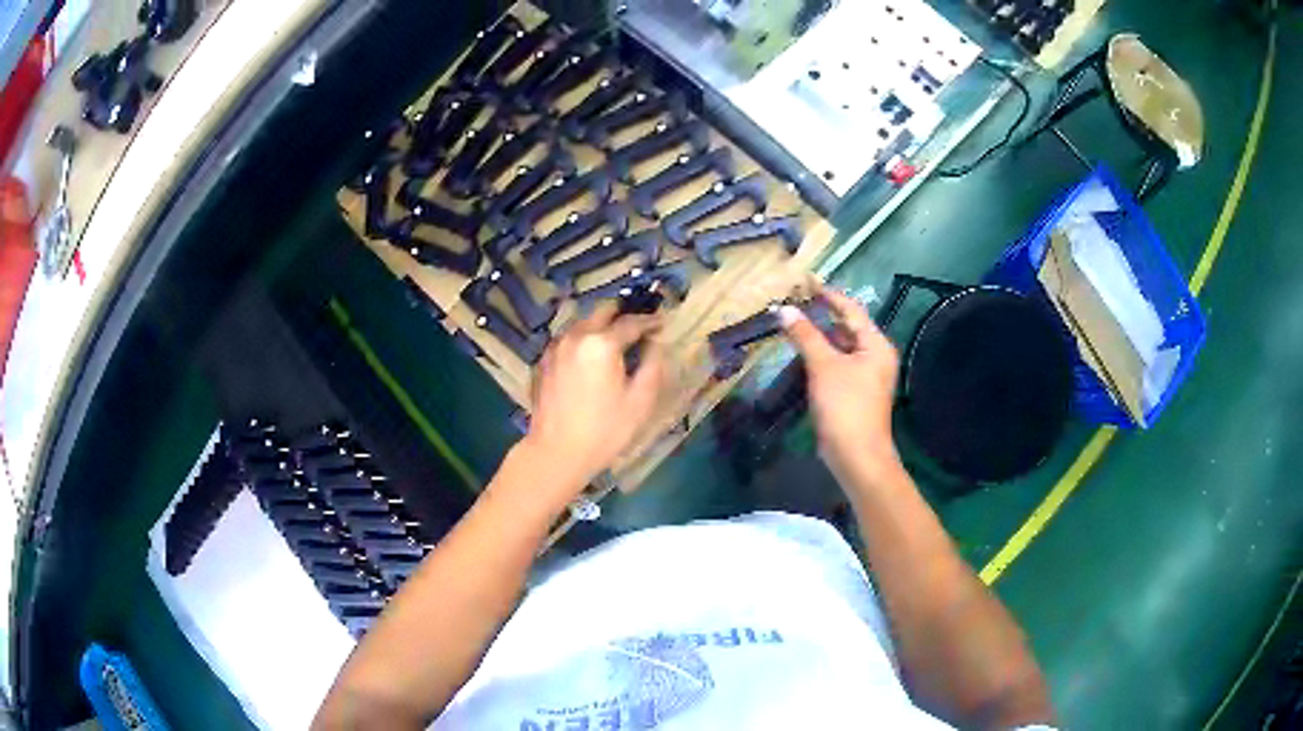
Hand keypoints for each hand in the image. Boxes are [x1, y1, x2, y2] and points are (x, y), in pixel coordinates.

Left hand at [521, 303, 664, 487]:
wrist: (556, 452)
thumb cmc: (604, 430)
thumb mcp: (640, 401)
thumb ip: (653, 365)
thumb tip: (656, 343)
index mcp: (602, 343)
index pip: (632, 322)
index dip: (650, 321)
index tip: (662, 322)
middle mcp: (576, 336)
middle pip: (602, 311)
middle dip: (623, 313)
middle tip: (638, 325)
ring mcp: (556, 346)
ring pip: (582, 322)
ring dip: (601, 324)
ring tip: (616, 338)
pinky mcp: (544, 360)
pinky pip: (568, 338)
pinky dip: (584, 338)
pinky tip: (591, 355)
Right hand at [780, 287, 901, 480]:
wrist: (857, 456)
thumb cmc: (845, 406)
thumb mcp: (823, 366)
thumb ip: (805, 335)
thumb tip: (785, 309)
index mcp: (875, 344)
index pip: (851, 309)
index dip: (828, 295)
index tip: (806, 282)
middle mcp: (875, 356)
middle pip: (847, 327)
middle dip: (822, 315)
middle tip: (795, 303)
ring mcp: (867, 376)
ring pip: (841, 347)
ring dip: (819, 337)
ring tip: (793, 324)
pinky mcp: (855, 392)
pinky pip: (838, 365)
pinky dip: (821, 356)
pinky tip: (802, 355)